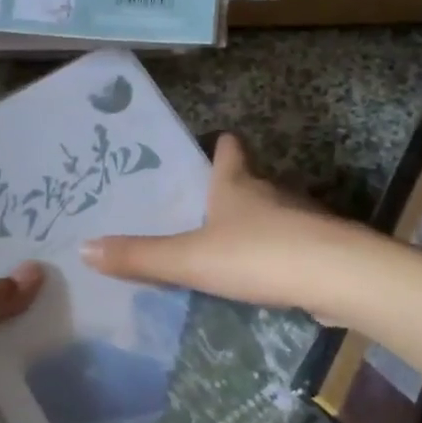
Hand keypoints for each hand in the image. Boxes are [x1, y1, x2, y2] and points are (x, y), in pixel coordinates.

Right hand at [81, 134, 357, 310]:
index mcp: (237, 184)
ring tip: (228, 245)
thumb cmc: (258, 255)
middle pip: (250, 181)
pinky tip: (263, 276)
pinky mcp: (321, 248)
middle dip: (231, 190)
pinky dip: (276, 253)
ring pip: (272, 213)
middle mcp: (271, 192)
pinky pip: (290, 244)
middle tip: (202, 208)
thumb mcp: (190, 259)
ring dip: (254, 224)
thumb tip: (83, 248)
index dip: (219, 146)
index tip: (211, 147)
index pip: (228, 149)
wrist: (338, 276)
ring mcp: (301, 218)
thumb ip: (141, 257)